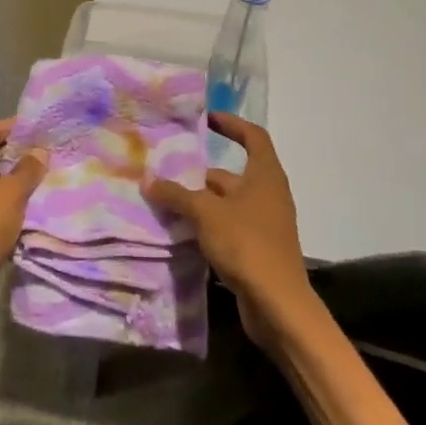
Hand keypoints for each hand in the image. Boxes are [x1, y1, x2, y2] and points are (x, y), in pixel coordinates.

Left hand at [0, 118, 47, 319]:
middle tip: (43, 148)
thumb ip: (27, 169)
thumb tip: (40, 151)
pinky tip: (23, 196)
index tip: (39, 127)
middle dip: (13, 148)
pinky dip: (1, 189)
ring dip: (9, 170)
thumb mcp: (11, 195)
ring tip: (38, 170)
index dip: (14, 127)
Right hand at [143, 113, 315, 347]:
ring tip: (165, 201)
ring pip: (226, 203)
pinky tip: (180, 232)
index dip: (231, 124)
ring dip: (199, 202)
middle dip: (199, 174)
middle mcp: (267, 194)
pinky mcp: (256, 249)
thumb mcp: (206, 213)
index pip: (253, 137)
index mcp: (265, 176)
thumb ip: (176, 194)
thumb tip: (148, 180)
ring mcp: (263, 224)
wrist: (278, 304)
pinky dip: (206, 226)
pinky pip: (226, 227)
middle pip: (231, 174)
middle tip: (166, 172)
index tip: (206, 119)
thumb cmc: (246, 244)